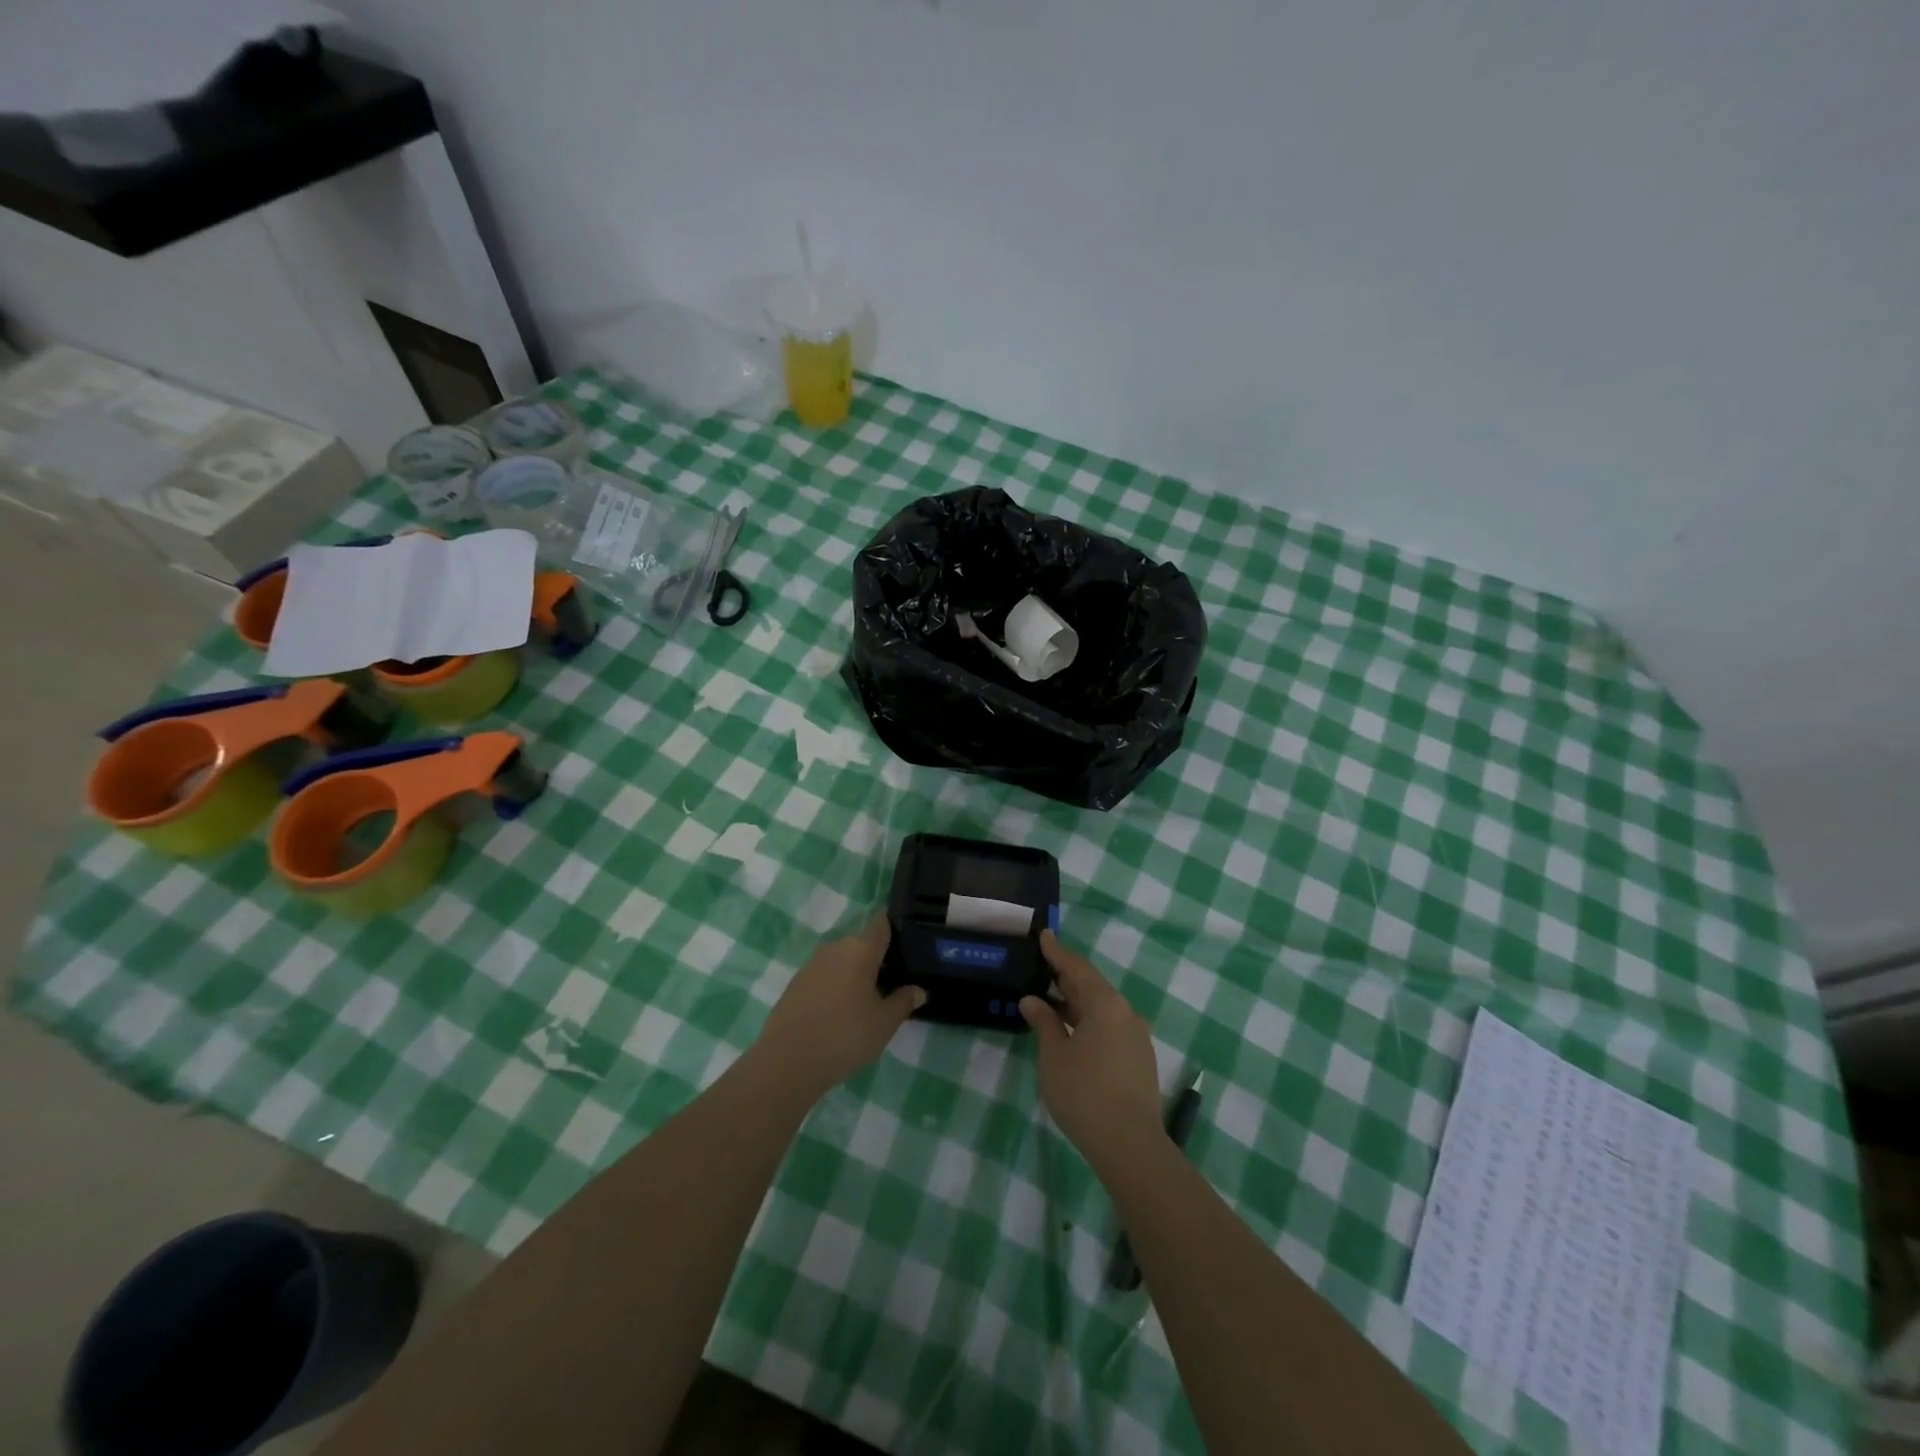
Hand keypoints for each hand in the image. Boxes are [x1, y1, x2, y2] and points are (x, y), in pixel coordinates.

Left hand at [755, 917, 923, 1098]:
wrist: (787, 1061)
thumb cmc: (845, 1035)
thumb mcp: (884, 1023)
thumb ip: (903, 1002)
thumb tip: (918, 990)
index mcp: (860, 949)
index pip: (882, 924)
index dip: (895, 927)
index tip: (908, 940)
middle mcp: (835, 948)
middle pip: (863, 944)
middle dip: (877, 960)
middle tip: (892, 984)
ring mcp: (812, 964)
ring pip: (843, 960)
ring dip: (855, 974)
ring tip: (867, 1001)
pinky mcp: (796, 982)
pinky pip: (825, 975)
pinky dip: (836, 986)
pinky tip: (840, 1012)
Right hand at [1020, 931, 1163, 1173]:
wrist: (1130, 1144)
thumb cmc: (1084, 1093)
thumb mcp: (1054, 1056)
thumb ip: (1044, 1023)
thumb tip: (1032, 1000)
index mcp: (1105, 1004)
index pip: (1076, 968)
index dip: (1057, 952)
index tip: (1044, 935)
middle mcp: (1125, 1012)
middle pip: (1092, 986)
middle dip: (1066, 977)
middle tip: (1042, 966)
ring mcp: (1136, 1036)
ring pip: (1102, 1008)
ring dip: (1077, 1003)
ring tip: (1051, 1001)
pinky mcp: (1140, 1058)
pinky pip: (1111, 1026)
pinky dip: (1089, 1021)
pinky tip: (1073, 1031)